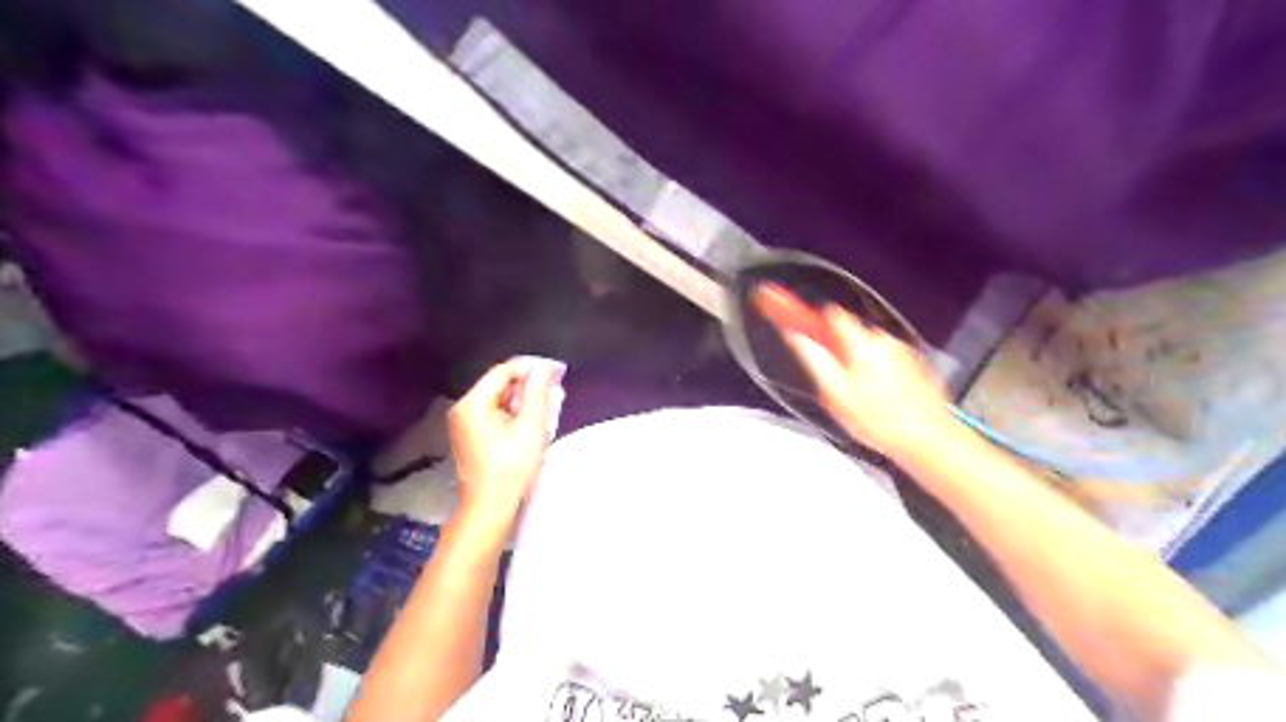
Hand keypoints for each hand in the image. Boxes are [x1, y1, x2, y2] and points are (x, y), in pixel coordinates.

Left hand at [448, 361, 557, 530]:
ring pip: (498, 399)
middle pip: (499, 384)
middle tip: (555, 391)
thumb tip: (544, 368)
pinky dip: (513, 413)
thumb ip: (538, 393)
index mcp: (473, 404)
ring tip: (548, 407)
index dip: (531, 368)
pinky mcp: (469, 435)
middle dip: (528, 385)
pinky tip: (531, 422)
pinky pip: (493, 413)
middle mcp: (463, 408)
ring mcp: (463, 423)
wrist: (489, 507)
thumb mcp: (531, 427)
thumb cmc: (511, 468)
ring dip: (523, 400)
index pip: (504, 371)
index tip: (556, 372)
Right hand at [755, 282, 951, 455]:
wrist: (926, 438)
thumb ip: (813, 358)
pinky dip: (881, 372)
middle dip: (839, 350)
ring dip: (860, 363)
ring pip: (870, 348)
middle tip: (835, 380)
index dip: (813, 320)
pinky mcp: (916, 365)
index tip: (798, 325)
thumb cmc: (877, 419)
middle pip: (851, 332)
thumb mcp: (834, 392)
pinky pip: (889, 360)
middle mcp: (884, 340)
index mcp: (861, 343)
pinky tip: (880, 398)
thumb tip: (794, 335)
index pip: (831, 315)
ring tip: (861, 396)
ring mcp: (903, 351)